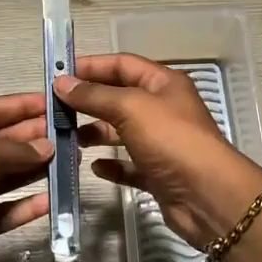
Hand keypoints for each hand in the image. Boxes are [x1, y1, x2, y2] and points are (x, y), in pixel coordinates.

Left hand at [0, 92, 53, 261]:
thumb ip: (14, 148)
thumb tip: (46, 146)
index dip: (18, 105)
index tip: (51, 103)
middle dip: (31, 137)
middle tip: (68, 134)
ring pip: (4, 177)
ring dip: (34, 169)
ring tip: (68, 162)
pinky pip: (4, 209)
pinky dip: (26, 204)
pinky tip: (51, 201)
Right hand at [55, 54, 261, 249]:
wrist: (206, 195)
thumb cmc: (171, 140)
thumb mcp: (131, 108)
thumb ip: (95, 95)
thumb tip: (62, 82)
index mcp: (163, 84)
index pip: (122, 65)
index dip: (91, 66)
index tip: (58, 74)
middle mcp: (163, 109)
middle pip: (119, 98)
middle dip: (88, 101)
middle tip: (54, 108)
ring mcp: (161, 143)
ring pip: (121, 132)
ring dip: (95, 132)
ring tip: (67, 138)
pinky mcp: (157, 173)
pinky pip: (128, 165)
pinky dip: (111, 164)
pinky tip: (94, 166)